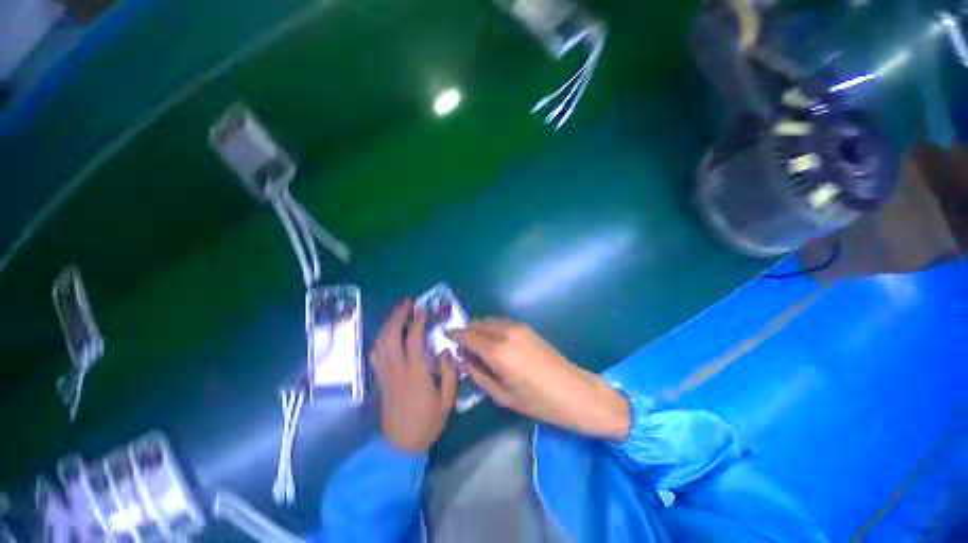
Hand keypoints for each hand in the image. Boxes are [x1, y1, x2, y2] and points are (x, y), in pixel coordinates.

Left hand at [371, 299, 458, 452]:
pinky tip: (386, 335)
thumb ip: (449, 372)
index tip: (421, 307)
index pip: (414, 341)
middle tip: (406, 303)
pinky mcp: (380, 380)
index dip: (417, 322)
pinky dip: (380, 340)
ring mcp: (386, 374)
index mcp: (416, 373)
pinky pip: (376, 355)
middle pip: (392, 336)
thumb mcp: (447, 400)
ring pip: (381, 343)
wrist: (401, 445)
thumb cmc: (428, 421)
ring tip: (398, 312)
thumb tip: (445, 350)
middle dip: (398, 316)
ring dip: (388, 324)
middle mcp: (397, 369)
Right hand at [450, 319, 629, 440]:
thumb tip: (464, 360)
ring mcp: (518, 327)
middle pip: (478, 323)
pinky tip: (493, 342)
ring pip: (490, 320)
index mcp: (497, 351)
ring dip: (479, 328)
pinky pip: (501, 323)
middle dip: (466, 331)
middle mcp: (506, 332)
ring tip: (476, 345)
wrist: (574, 391)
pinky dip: (492, 328)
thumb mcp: (503, 395)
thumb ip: (479, 375)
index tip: (446, 335)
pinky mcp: (527, 328)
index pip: (468, 335)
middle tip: (461, 346)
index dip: (455, 334)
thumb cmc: (538, 401)